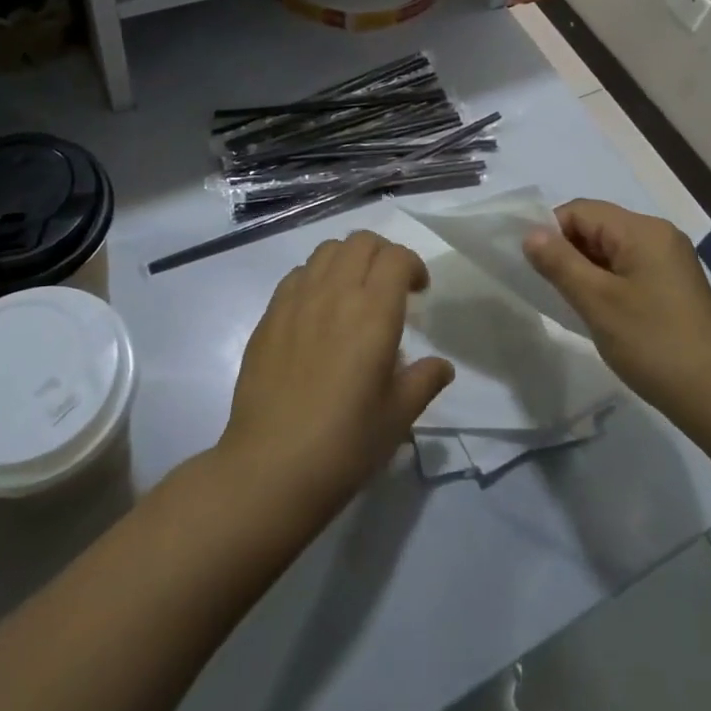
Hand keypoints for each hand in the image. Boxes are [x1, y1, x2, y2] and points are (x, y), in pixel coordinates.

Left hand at [221, 231, 454, 517]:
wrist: (272, 468)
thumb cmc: (345, 444)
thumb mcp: (398, 417)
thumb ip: (424, 381)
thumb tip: (442, 366)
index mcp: (373, 312)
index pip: (396, 257)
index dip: (413, 265)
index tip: (418, 292)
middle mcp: (334, 293)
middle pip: (360, 242)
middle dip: (382, 253)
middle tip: (390, 285)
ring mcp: (296, 301)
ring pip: (326, 250)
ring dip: (348, 259)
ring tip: (353, 292)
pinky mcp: (269, 316)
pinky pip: (297, 275)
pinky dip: (315, 277)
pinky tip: (318, 312)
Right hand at [522, 199, 710, 416]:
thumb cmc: (654, 344)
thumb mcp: (597, 302)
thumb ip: (559, 263)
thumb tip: (530, 234)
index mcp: (642, 230)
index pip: (581, 211)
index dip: (551, 232)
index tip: (535, 268)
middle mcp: (658, 235)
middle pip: (597, 226)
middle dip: (568, 251)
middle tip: (551, 289)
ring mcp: (670, 261)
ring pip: (611, 250)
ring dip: (586, 269)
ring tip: (573, 303)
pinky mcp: (674, 285)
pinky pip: (628, 268)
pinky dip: (607, 282)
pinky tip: (600, 312)